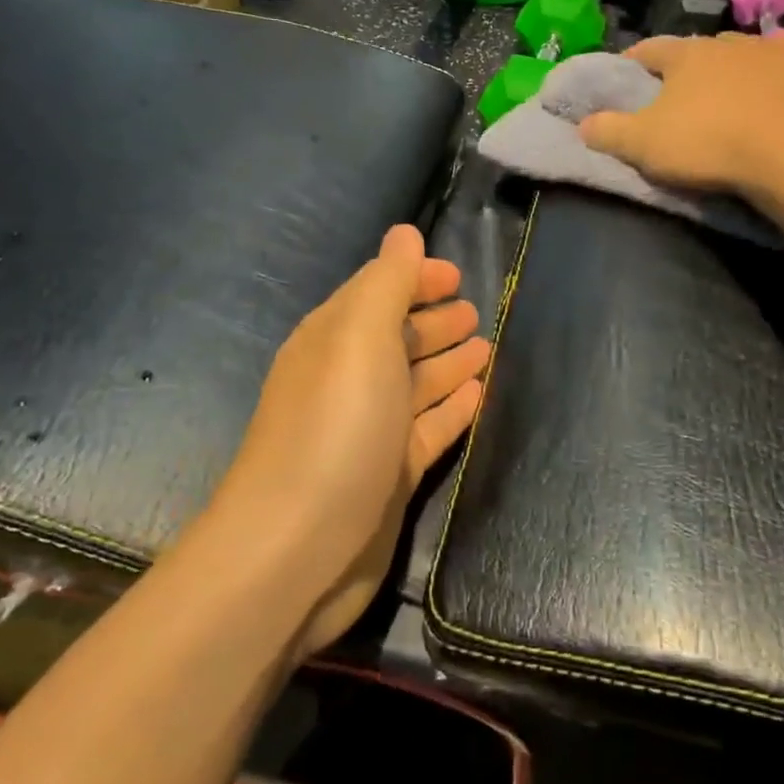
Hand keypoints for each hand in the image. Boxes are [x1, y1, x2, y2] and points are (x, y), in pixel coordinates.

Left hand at [213, 225, 488, 656]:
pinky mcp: (388, 476)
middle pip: (397, 339)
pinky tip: (478, 397)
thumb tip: (404, 233)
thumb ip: (387, 283)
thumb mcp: (359, 338)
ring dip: (448, 364)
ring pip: (415, 384)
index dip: (415, 279)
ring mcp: (368, 431)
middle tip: (476, 312)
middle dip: (434, 322)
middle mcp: (347, 380)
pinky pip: (427, 429)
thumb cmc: (334, 428)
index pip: (378, 293)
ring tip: (486, 347)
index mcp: (333, 340)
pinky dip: (451, 410)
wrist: (297, 550)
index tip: (458, 276)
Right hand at [580, 34, 783, 198]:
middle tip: (686, 88)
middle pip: (706, 49)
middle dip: (694, 64)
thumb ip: (609, 131)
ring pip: (761, 49)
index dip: (635, 59)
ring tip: (745, 84)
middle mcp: (736, 45)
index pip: (652, 49)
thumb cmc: (710, 144)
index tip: (626, 71)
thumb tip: (582, 123)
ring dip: (749, 62)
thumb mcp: (643, 145)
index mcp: (689, 57)